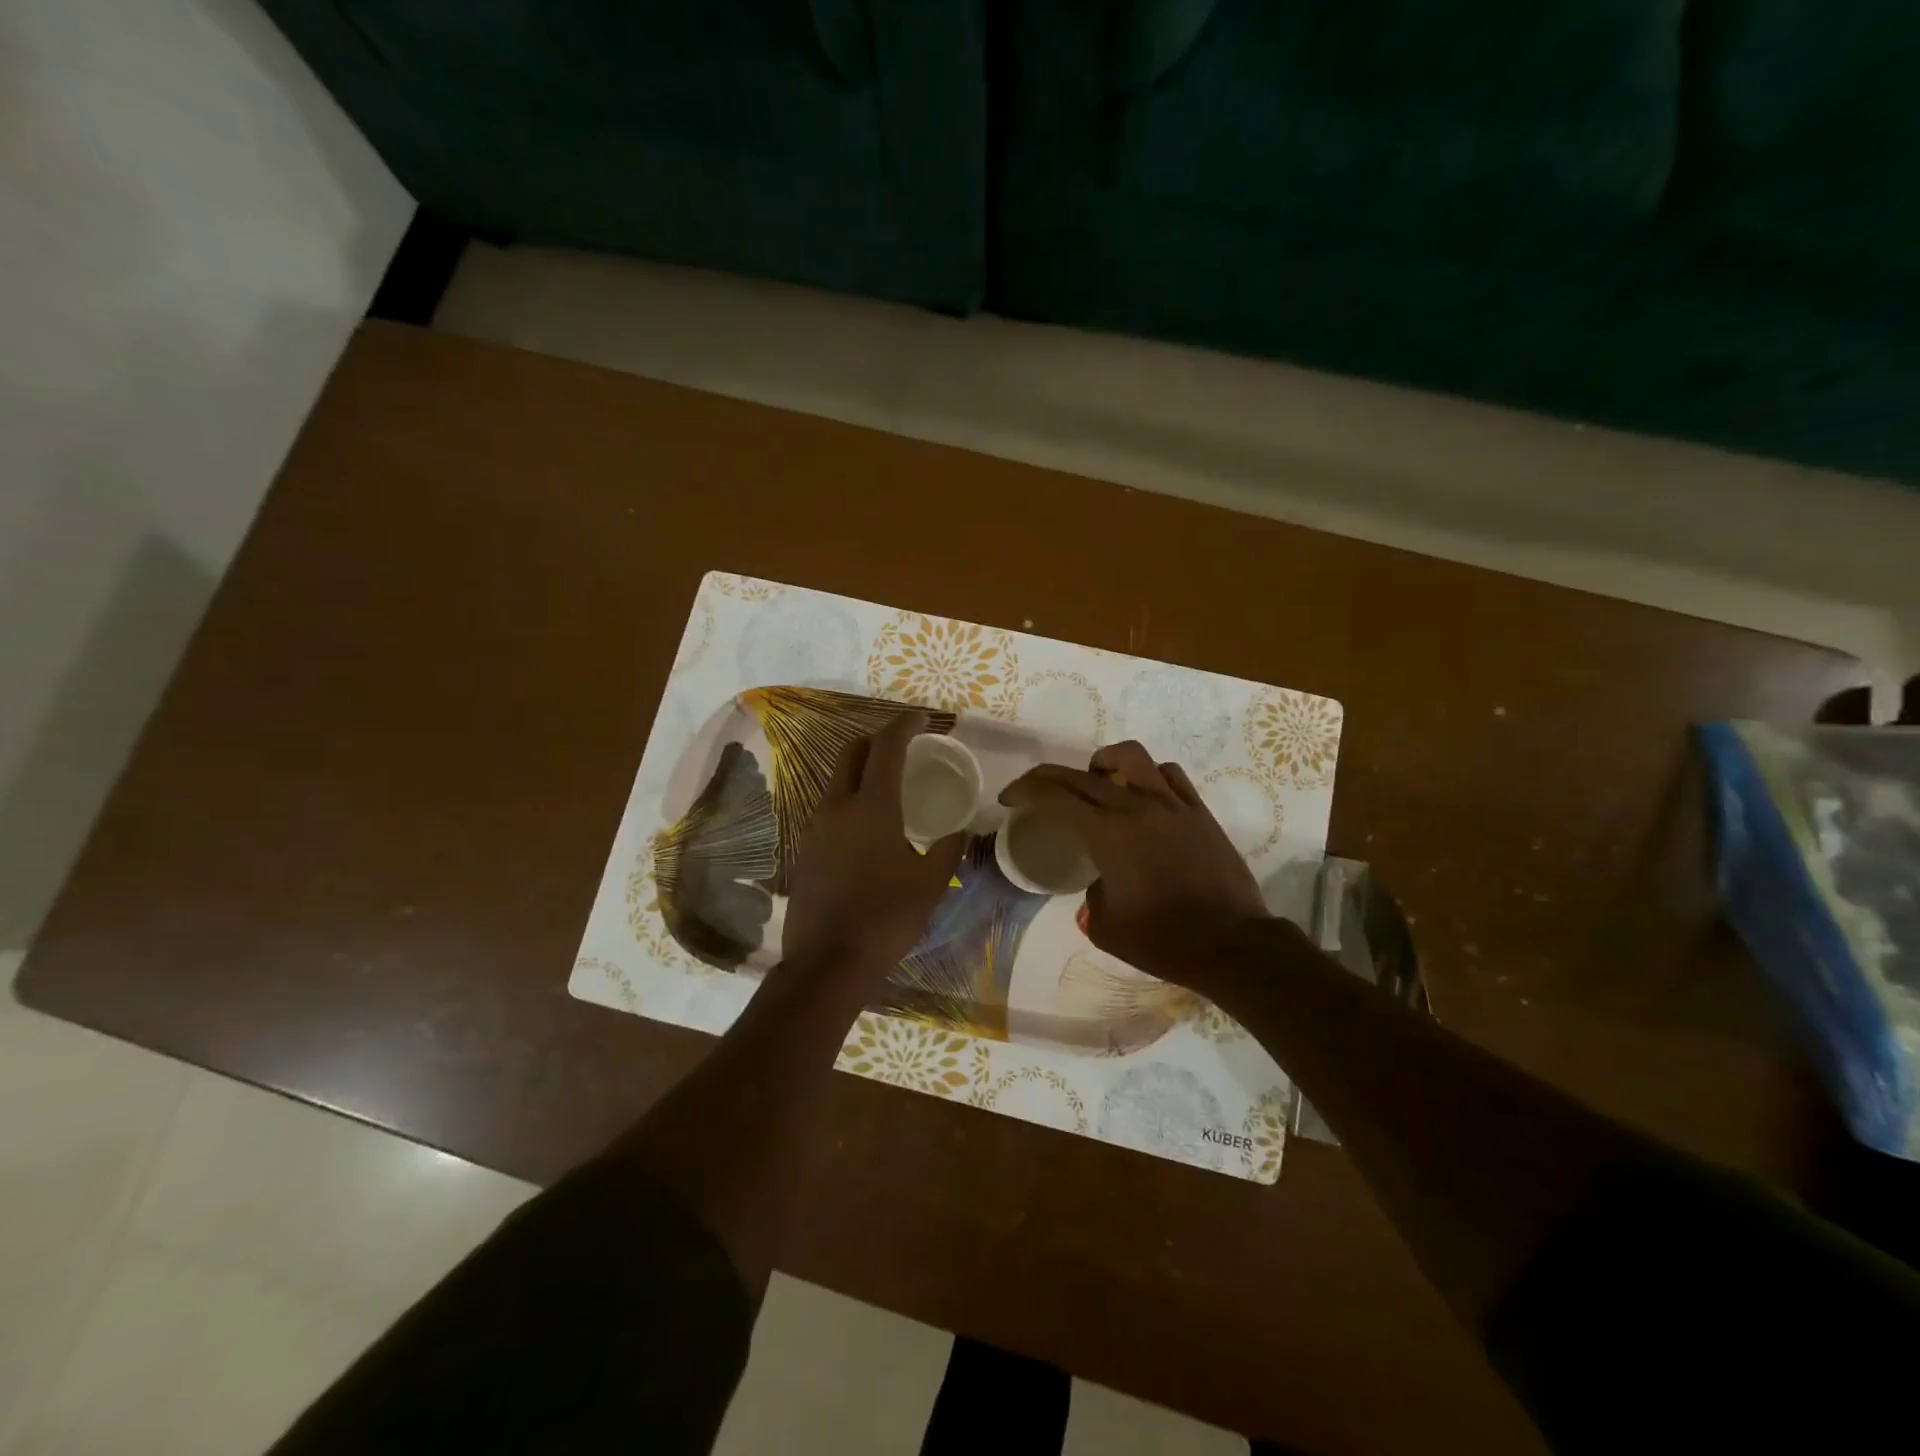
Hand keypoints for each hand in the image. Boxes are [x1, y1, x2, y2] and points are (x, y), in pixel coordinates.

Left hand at [782, 711, 965, 978]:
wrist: (827, 963)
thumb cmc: (886, 919)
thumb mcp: (931, 884)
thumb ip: (949, 849)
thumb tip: (962, 830)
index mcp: (872, 807)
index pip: (886, 747)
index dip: (903, 725)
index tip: (920, 718)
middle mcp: (837, 807)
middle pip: (851, 752)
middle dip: (876, 739)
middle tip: (902, 745)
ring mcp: (815, 827)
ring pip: (836, 779)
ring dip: (860, 768)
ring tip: (887, 782)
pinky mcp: (805, 849)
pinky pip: (828, 807)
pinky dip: (849, 797)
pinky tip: (866, 822)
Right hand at [1000, 741, 1269, 987]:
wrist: (1232, 945)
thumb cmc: (1164, 941)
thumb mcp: (1106, 927)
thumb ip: (1090, 897)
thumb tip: (1098, 881)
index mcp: (1107, 834)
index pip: (1054, 797)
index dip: (1024, 791)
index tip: (1008, 799)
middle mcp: (1136, 808)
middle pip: (1080, 775)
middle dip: (1047, 778)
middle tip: (1032, 791)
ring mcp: (1172, 805)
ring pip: (1130, 757)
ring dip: (1102, 762)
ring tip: (1095, 780)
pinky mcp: (1198, 812)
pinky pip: (1168, 774)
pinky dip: (1146, 776)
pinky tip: (1141, 796)